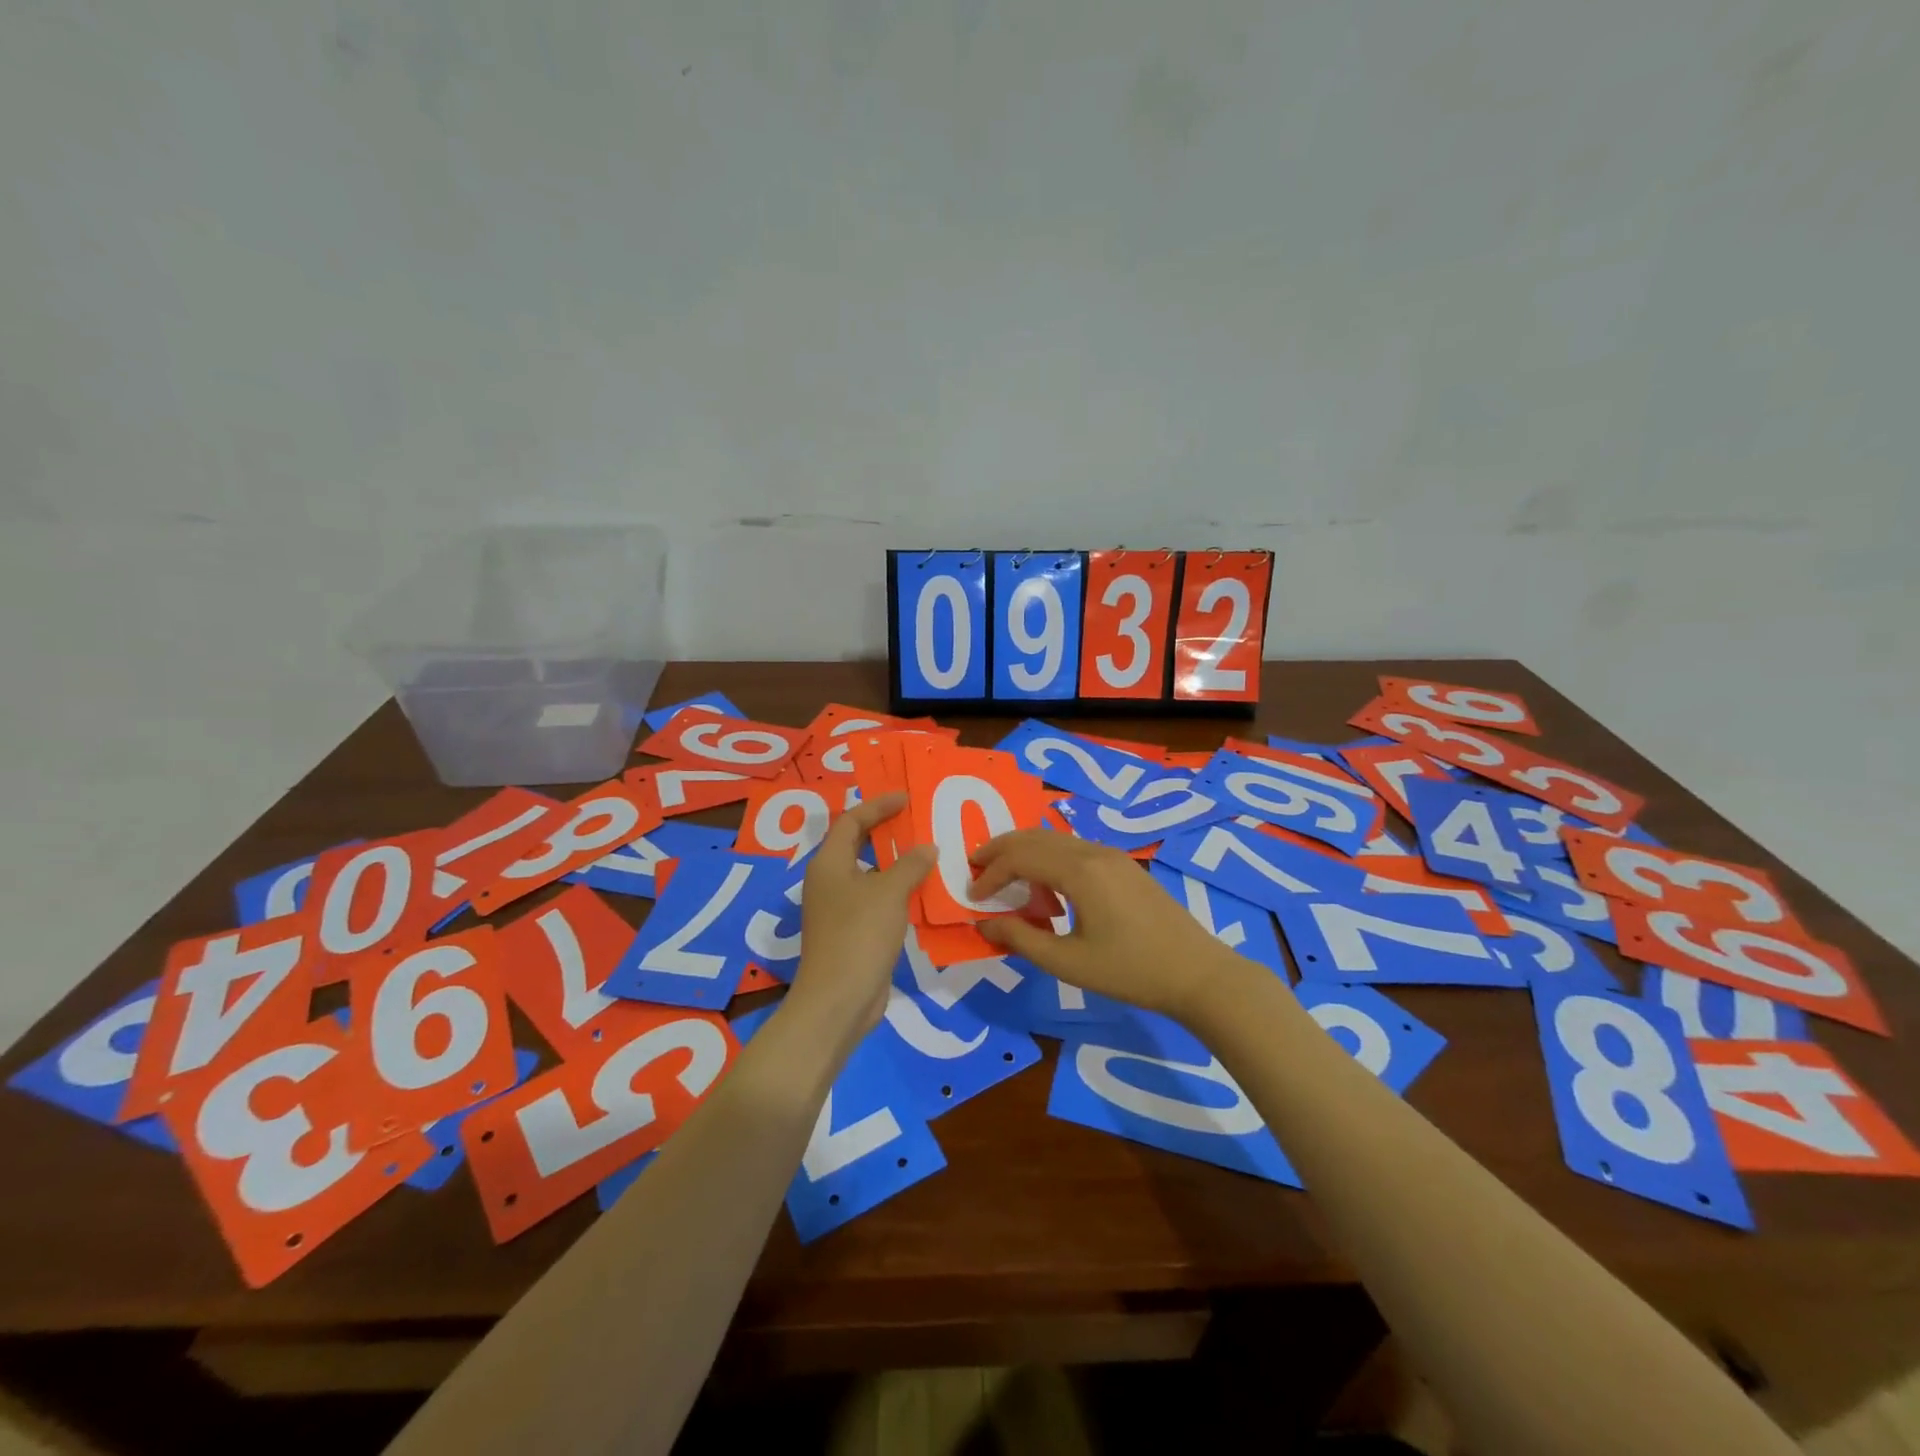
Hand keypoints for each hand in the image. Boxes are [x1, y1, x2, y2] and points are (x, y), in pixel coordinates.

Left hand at [787, 793, 936, 1038]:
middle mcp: (829, 882)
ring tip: (927, 854)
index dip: (878, 806)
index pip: (851, 821)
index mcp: (829, 864)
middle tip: (917, 821)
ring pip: (869, 875)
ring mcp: (838, 910)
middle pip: (857, 845)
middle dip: (886, 831)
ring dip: (895, 864)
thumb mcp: (889, 893)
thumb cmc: (859, 935)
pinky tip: (922, 894)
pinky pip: (876, 900)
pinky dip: (896, 891)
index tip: (906, 798)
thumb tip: (927, 847)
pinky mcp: (851, 933)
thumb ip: (910, 865)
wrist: (839, 1000)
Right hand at [971, 831, 1243, 1021]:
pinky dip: (1049, 858)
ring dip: (1025, 851)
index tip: (972, 895)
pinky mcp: (1124, 866)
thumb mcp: (1068, 962)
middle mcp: (1094, 852)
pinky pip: (1075, 849)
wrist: (1197, 974)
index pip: (1020, 857)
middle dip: (1001, 849)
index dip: (991, 873)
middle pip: (1035, 837)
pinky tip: (1046, 886)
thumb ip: (1021, 939)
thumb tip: (984, 924)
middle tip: (975, 867)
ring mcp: (1113, 855)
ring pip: (1056, 839)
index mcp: (1079, 871)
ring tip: (1005, 875)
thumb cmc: (1130, 971)